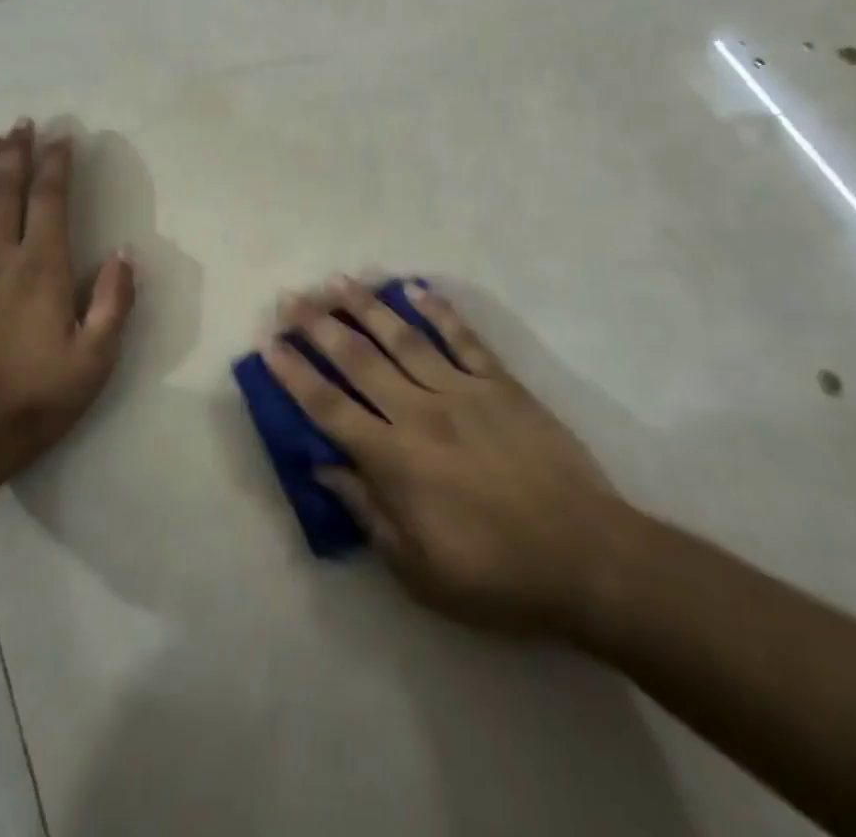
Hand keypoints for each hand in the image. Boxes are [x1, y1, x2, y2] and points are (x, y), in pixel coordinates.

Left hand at [0, 119, 134, 491]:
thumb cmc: (35, 400)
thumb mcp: (95, 359)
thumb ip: (113, 302)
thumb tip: (125, 253)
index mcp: (40, 269)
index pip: (50, 201)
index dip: (57, 165)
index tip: (63, 137)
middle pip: (5, 192)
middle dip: (16, 154)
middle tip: (22, 124)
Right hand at [264, 278, 641, 641]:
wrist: (587, 557)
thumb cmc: (496, 575)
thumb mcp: (418, 569)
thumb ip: (367, 512)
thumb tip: (323, 467)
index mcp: (395, 460)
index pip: (329, 407)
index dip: (294, 374)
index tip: (268, 343)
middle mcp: (420, 413)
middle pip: (358, 360)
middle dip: (319, 326)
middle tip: (292, 298)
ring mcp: (463, 391)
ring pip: (404, 338)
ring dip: (368, 306)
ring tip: (340, 280)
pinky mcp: (501, 384)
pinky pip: (463, 338)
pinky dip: (439, 311)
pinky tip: (416, 288)